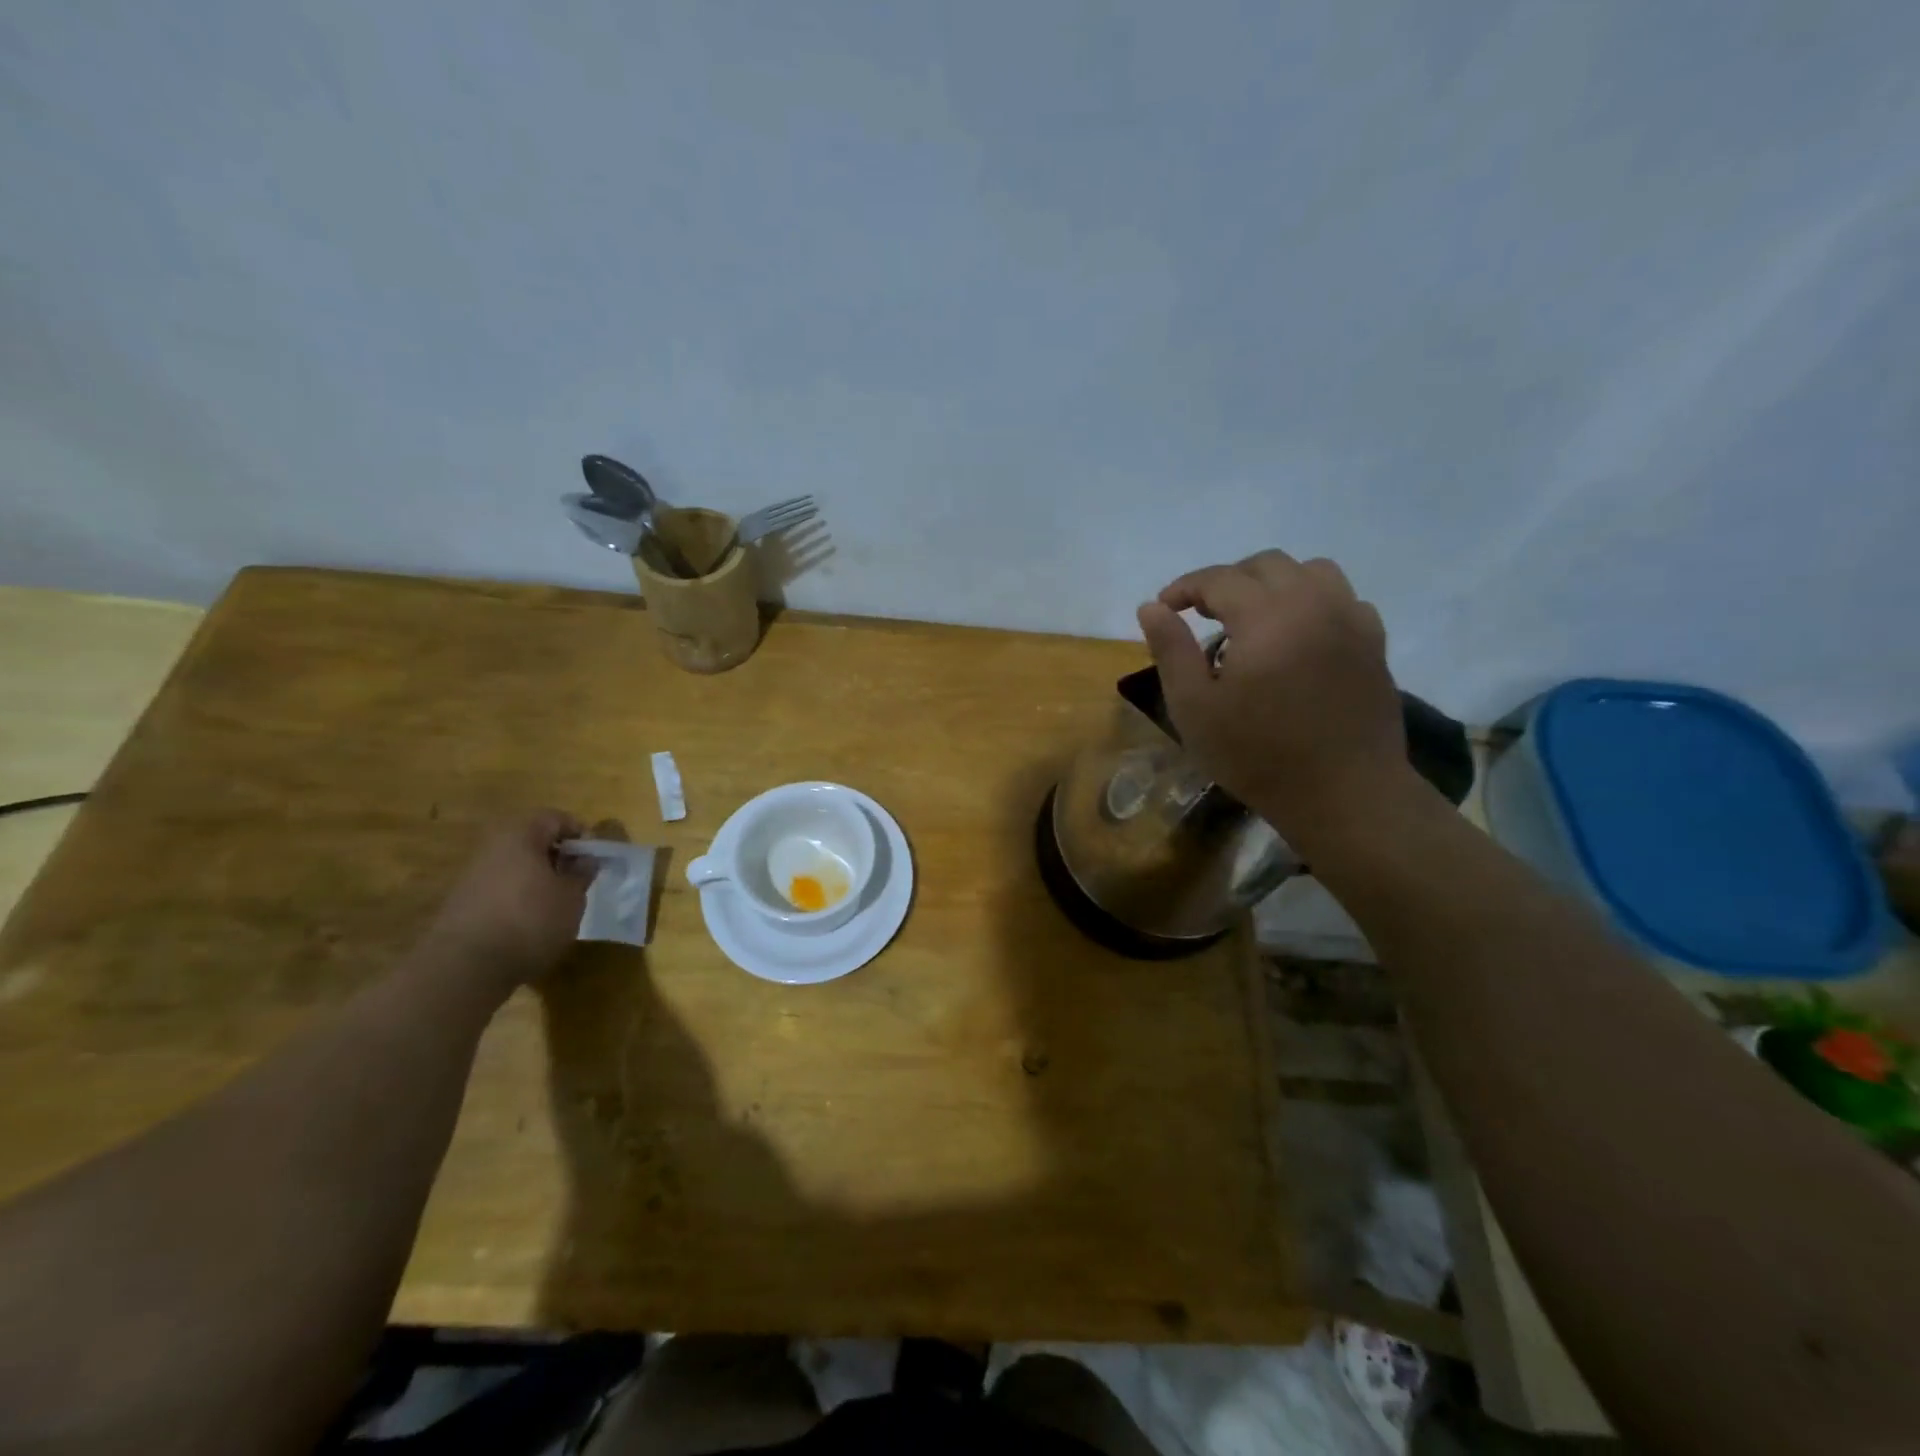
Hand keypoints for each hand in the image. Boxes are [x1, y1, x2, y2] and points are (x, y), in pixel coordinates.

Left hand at [422, 810, 593, 994]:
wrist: (465, 968)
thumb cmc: (530, 920)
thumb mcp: (572, 897)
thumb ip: (582, 873)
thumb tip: (585, 859)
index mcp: (520, 836)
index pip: (555, 818)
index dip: (579, 833)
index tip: (594, 857)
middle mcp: (492, 848)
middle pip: (532, 840)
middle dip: (558, 856)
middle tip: (578, 879)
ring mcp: (472, 876)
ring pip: (515, 866)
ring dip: (539, 878)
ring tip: (557, 903)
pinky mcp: (462, 904)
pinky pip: (500, 888)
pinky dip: (519, 897)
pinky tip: (531, 922)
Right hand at [1137, 551, 1411, 844]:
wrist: (1344, 793)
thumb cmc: (1258, 754)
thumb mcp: (1194, 708)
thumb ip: (1171, 650)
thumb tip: (1150, 607)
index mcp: (1266, 616)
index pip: (1218, 579)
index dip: (1184, 587)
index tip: (1163, 608)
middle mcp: (1313, 603)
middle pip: (1266, 565)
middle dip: (1227, 580)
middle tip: (1202, 613)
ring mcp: (1350, 620)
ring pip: (1311, 571)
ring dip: (1273, 583)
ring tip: (1252, 617)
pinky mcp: (1373, 643)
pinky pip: (1342, 598)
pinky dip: (1312, 602)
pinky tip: (1297, 635)